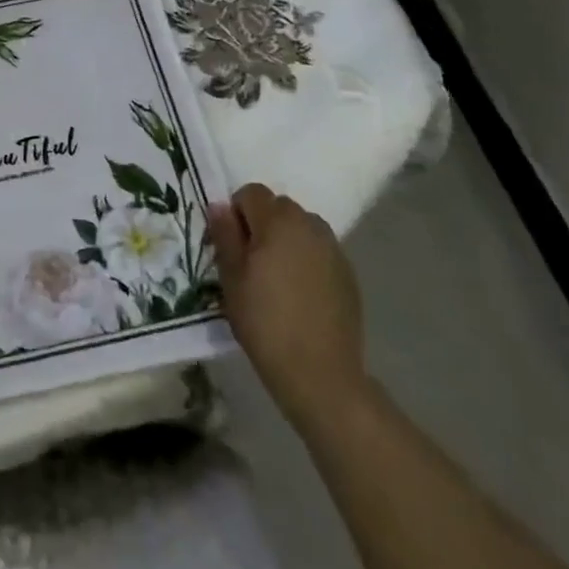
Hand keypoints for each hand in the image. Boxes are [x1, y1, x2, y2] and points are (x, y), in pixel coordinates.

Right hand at [208, 184, 367, 426]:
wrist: (321, 375)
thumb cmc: (265, 322)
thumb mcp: (232, 278)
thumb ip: (224, 235)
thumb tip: (219, 206)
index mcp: (278, 221)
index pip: (251, 193)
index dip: (237, 213)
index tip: (233, 246)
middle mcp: (309, 225)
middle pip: (279, 207)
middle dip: (263, 224)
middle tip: (253, 262)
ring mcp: (333, 249)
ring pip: (302, 228)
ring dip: (287, 239)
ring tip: (278, 277)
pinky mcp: (349, 274)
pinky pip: (320, 251)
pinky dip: (307, 260)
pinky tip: (301, 294)